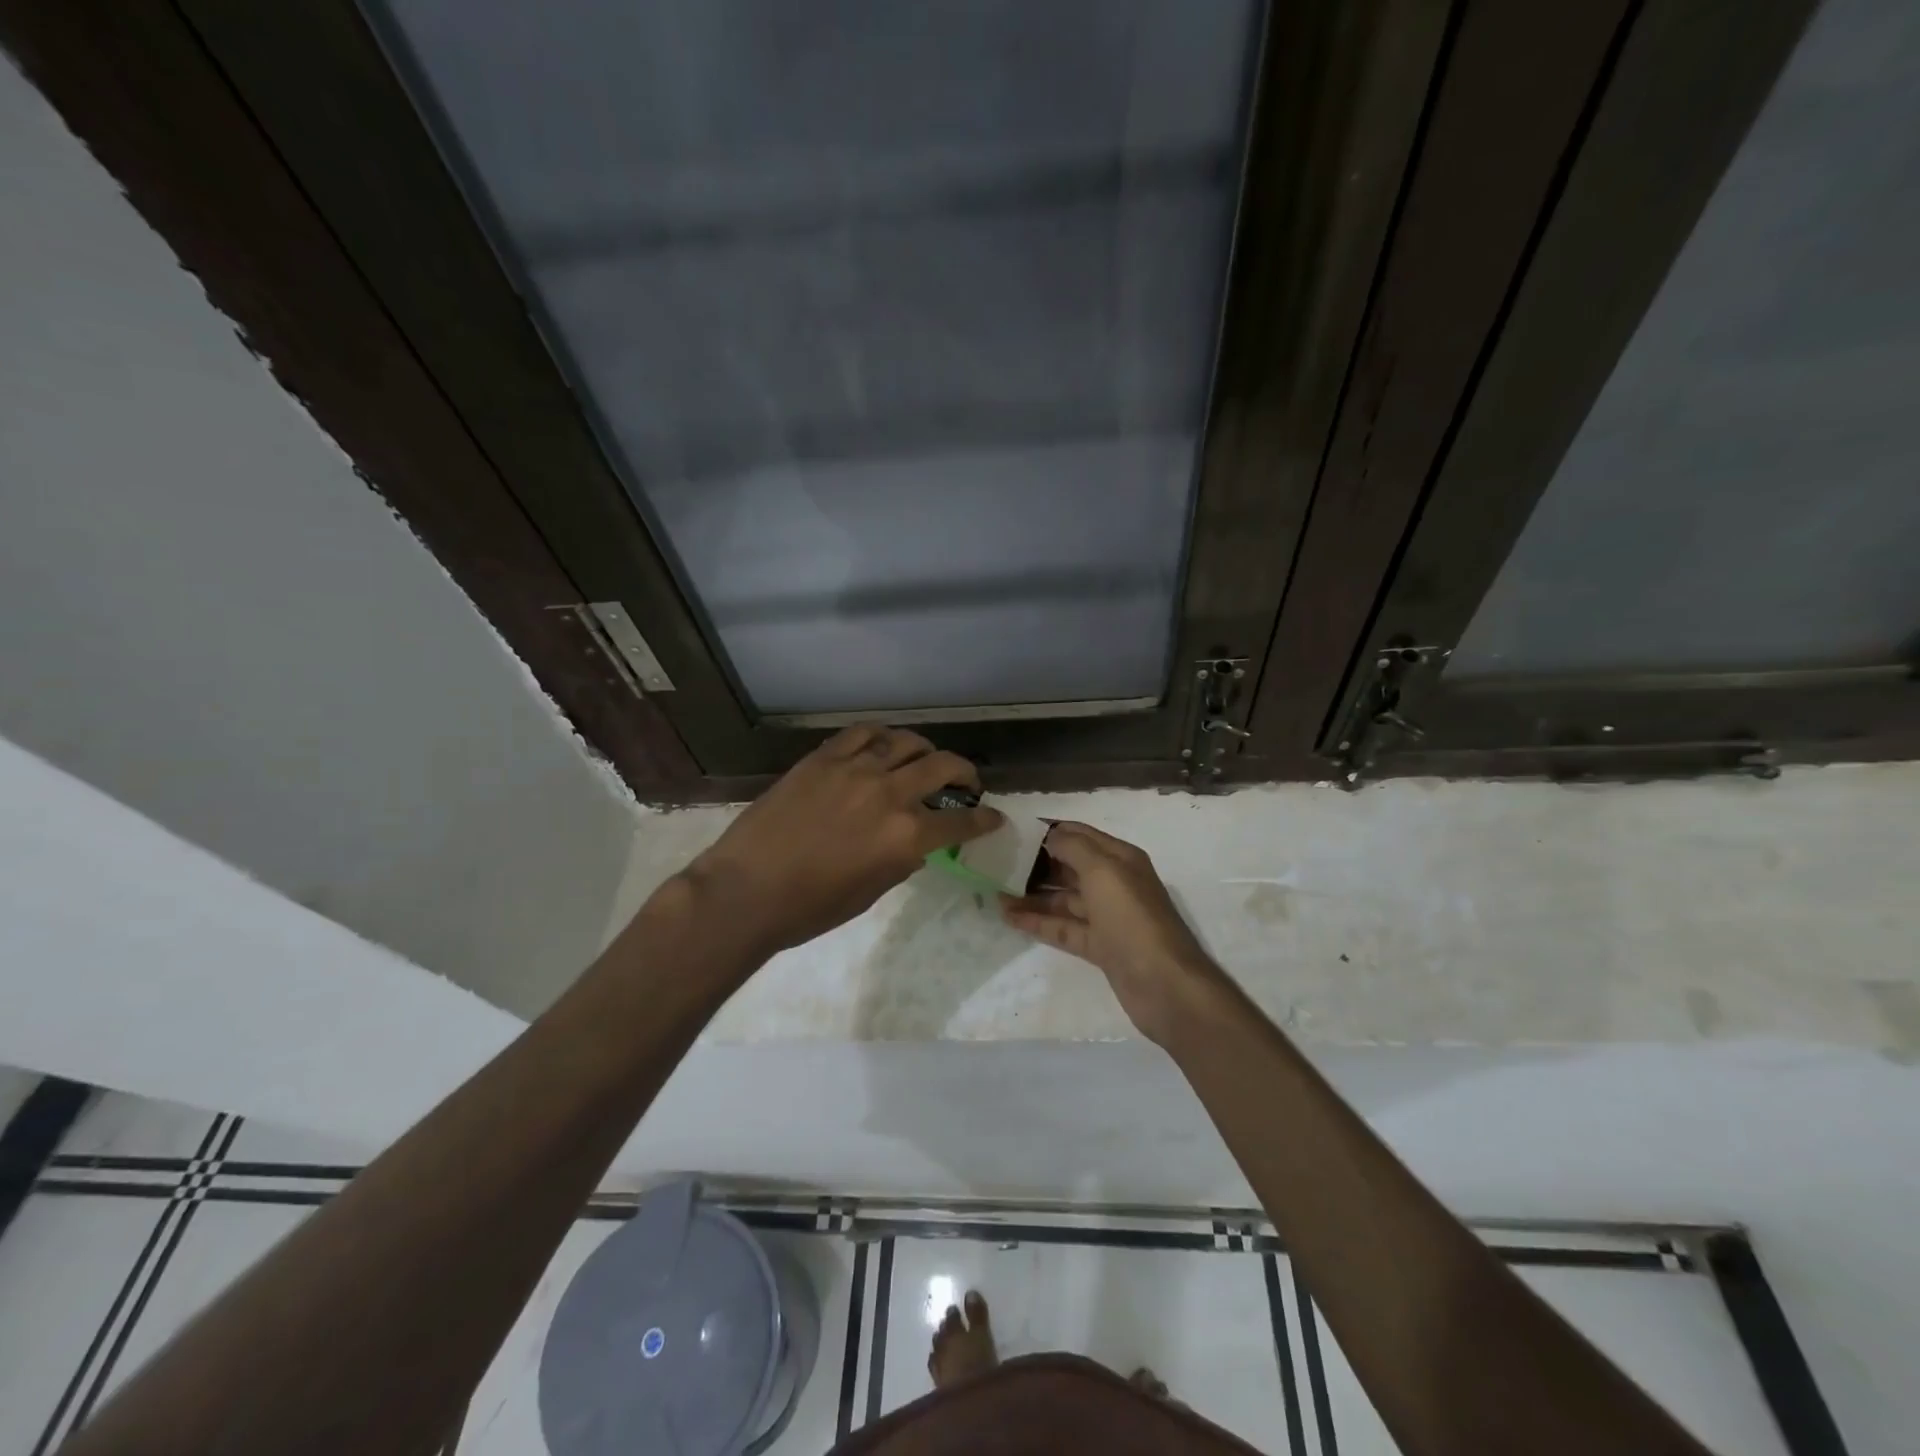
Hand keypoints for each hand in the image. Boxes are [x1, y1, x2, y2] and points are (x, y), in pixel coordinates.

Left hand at [683, 725, 1000, 955]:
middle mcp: (889, 794)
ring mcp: (854, 769)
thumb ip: (901, 861)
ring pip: (904, 742)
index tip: (993, 816)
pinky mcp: (823, 758)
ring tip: (925, 757)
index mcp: (905, 837)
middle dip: (964, 772)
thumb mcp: (870, 892)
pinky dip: (881, 736)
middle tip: (966, 782)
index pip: (960, 822)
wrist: (747, 890)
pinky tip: (883, 745)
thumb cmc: (810, 908)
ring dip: (924, 749)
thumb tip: (914, 845)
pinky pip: (862, 734)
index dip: (983, 819)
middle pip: (942, 766)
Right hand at [1000, 822, 1225, 1043]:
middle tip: (998, 861)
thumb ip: (1074, 847)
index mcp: (1120, 858)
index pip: (1080, 834)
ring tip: (995, 891)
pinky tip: (1009, 917)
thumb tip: (1051, 835)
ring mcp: (1107, 917)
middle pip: (1070, 866)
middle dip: (1037, 862)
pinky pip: (1063, 927)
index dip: (1049, 830)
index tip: (1014, 830)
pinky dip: (1038, 921)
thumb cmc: (1132, 918)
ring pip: (1063, 898)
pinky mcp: (1099, 946)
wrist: (1163, 984)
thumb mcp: (1103, 871)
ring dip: (1032, 894)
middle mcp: (1114, 883)